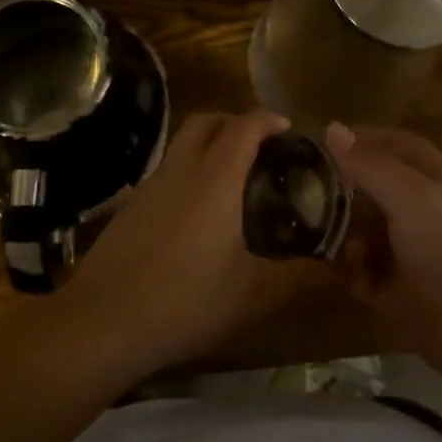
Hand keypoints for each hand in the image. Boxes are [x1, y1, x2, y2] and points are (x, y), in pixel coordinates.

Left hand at [63, 110, 318, 378]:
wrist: (100, 322)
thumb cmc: (184, 299)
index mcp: (214, 178)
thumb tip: (341, 273)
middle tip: (261, 148)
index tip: (288, 130)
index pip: (243, 126)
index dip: (268, 119)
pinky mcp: (128, 208)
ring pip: (181, 144)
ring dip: (208, 146)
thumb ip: (300, 280)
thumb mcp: (252, 295)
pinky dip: (187, 172)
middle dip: (235, 122)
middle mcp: (180, 169)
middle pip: (206, 121)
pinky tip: (197, 216)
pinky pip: (166, 172)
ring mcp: (149, 186)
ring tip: (233, 181)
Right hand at [327, 122, 441, 379]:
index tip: (315, 143)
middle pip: (369, 187)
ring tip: (318, 237)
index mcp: (430, 177)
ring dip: (339, 233)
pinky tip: (342, 273)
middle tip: (300, 193)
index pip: (389, 143)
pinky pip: (361, 272)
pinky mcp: (396, 290)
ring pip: (360, 230)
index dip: (356, 139)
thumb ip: (370, 164)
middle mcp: (418, 208)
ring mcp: (407, 250)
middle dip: (338, 189)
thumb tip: (332, 128)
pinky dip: (349, 272)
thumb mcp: (411, 195)